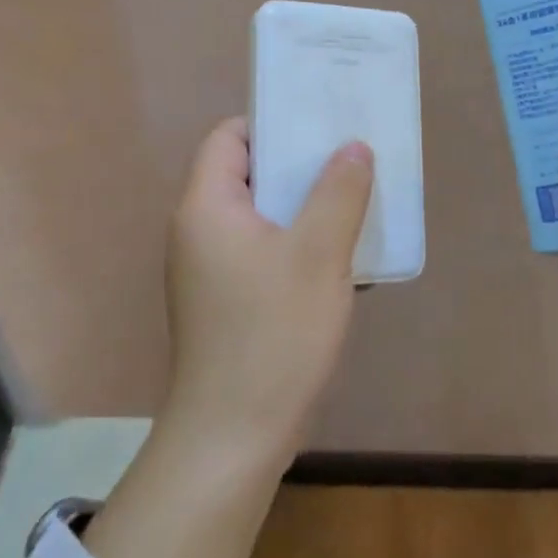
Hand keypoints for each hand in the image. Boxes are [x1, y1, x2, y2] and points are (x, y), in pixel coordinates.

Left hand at [161, 117, 373, 469]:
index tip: (321, 123)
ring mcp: (212, 269)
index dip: (273, 122)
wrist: (234, 436)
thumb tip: (353, 147)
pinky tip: (344, 256)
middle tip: (352, 156)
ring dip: (307, 206)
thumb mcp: (318, 254)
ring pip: (262, 216)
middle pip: (249, 173)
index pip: (229, 136)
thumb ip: (339, 192)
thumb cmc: (273, 334)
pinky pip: (265, 251)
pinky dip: (300, 243)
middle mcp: (200, 230)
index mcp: (208, 206)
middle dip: (301, 164)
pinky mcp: (228, 301)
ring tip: (357, 199)